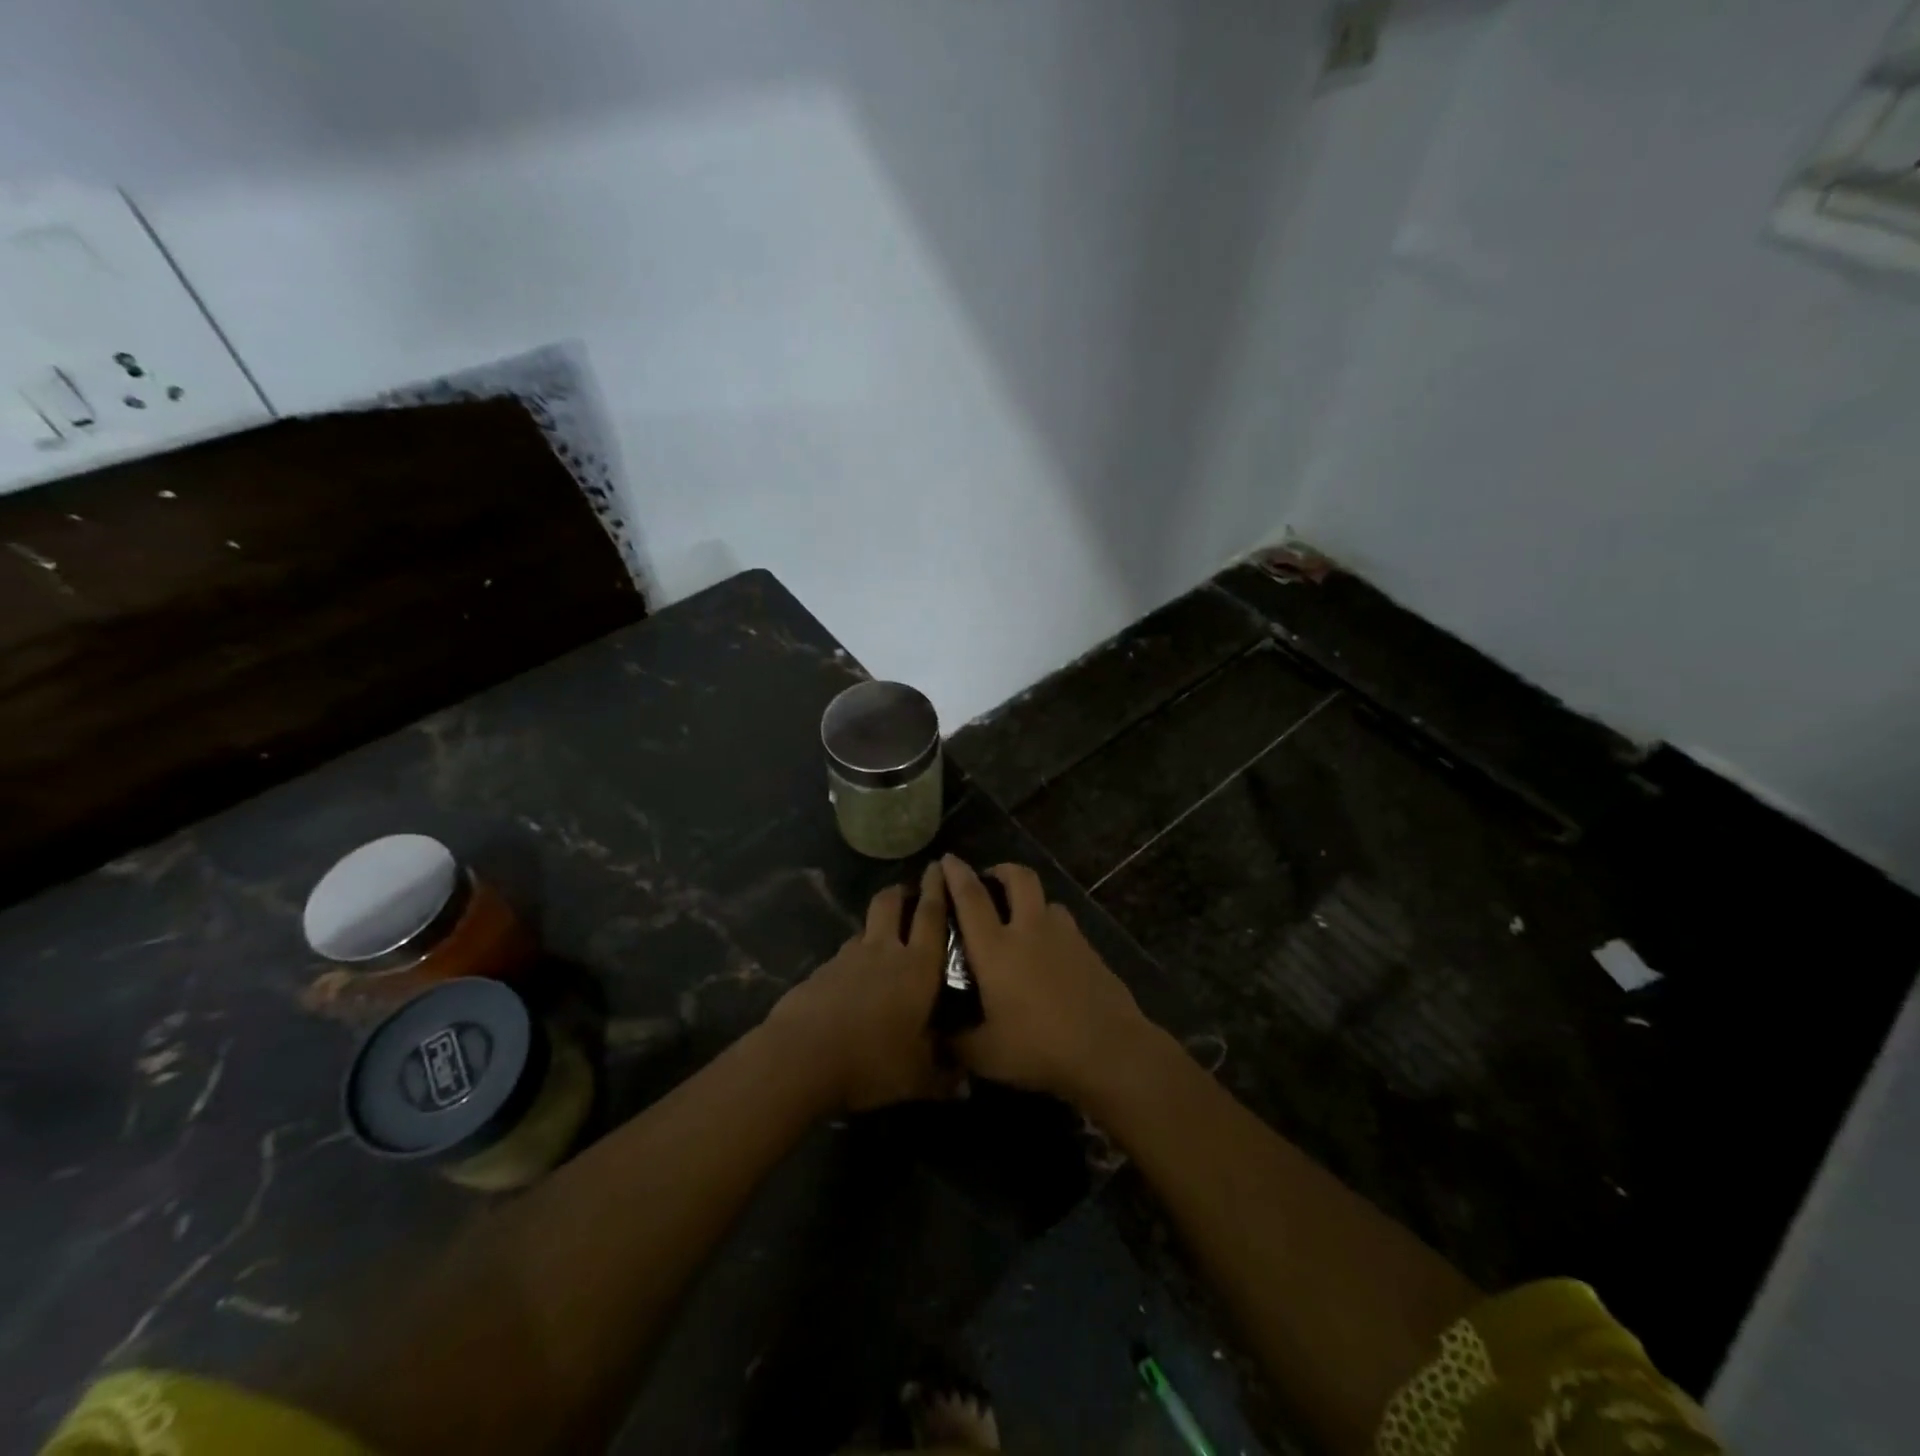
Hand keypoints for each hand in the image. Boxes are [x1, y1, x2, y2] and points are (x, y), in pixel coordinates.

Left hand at [763, 862, 957, 1111]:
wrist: (802, 1056)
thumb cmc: (872, 1060)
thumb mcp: (915, 1077)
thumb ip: (942, 1078)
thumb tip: (966, 1087)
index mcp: (917, 967)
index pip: (932, 916)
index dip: (938, 889)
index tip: (941, 866)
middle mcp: (883, 951)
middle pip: (891, 904)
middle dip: (901, 892)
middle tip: (908, 891)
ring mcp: (847, 958)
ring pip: (864, 928)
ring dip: (875, 927)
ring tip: (881, 940)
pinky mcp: (819, 972)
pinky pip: (842, 957)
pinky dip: (851, 960)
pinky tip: (850, 982)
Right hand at [941, 856, 1148, 1103]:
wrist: (1109, 1050)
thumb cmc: (1039, 1048)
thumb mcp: (985, 1055)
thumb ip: (957, 1041)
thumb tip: (937, 1037)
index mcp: (997, 948)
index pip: (971, 898)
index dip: (956, 875)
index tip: (948, 859)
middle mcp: (1030, 930)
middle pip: (1019, 878)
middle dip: (1001, 870)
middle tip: (989, 880)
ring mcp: (1066, 937)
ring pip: (1047, 900)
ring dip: (1031, 901)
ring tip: (1023, 922)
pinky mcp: (1090, 950)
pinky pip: (1066, 927)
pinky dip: (1052, 929)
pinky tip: (1050, 957)